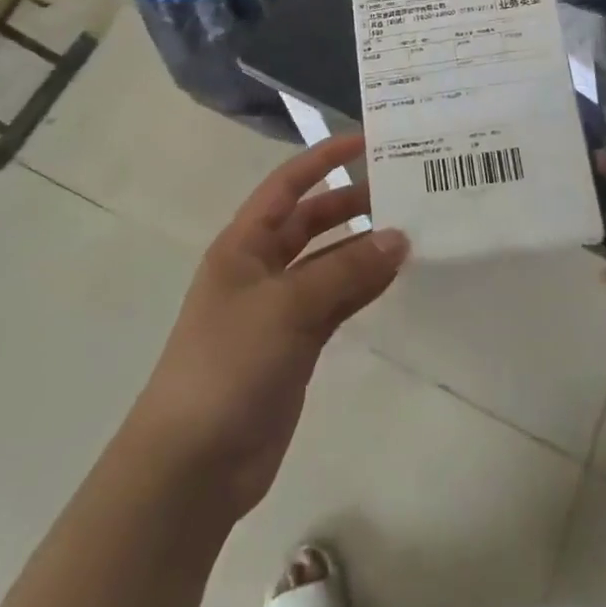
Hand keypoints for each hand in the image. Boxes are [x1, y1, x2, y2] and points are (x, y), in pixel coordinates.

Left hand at [127, 134, 407, 517]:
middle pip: (312, 221)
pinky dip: (362, 287)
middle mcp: (261, 267)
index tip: (368, 141)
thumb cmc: (228, 364)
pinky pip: (335, 301)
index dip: (324, 159)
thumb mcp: (287, 307)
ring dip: (364, 247)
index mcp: (243, 244)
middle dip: (352, 203)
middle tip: (403, 191)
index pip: (288, 185)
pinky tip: (394, 276)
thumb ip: (346, 272)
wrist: (193, 464)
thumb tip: (400, 238)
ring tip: (412, 231)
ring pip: (329, 262)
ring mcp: (279, 307)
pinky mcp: (296, 344)